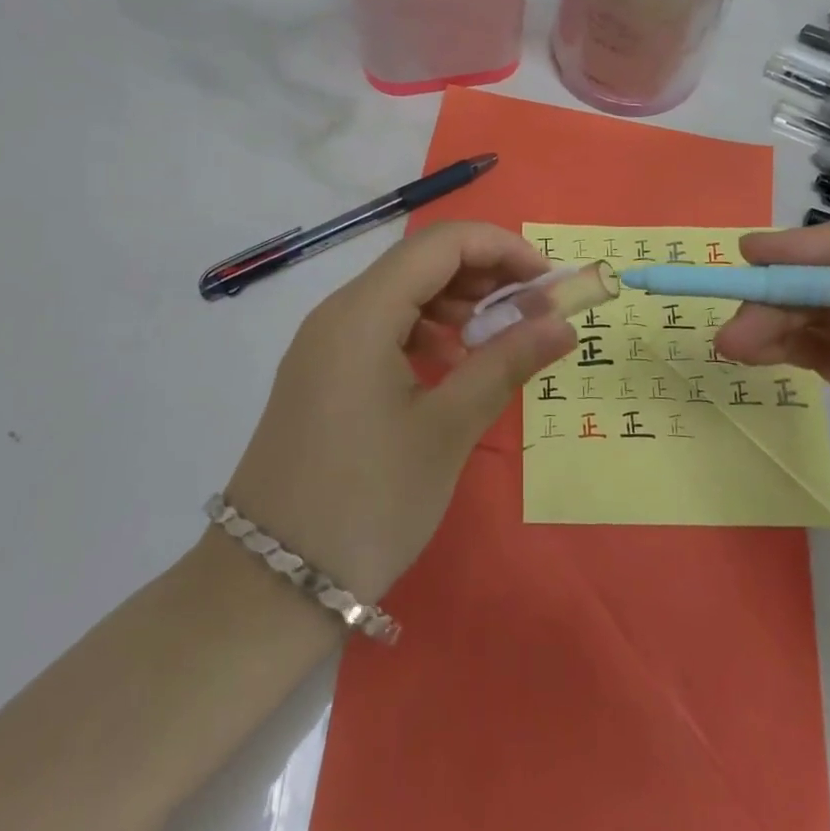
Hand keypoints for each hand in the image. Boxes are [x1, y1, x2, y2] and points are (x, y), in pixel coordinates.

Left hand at [223, 222, 576, 602]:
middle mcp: (338, 312)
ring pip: (400, 293)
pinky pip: (381, 328)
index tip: (547, 281)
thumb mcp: (447, 429)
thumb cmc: (368, 502)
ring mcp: (324, 344)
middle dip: (482, 273)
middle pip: (419, 262)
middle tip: (532, 310)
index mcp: (362, 312)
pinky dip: (425, 331)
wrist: (267, 587)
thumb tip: (562, 322)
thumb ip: (506, 363)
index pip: (441, 243)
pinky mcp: (322, 374)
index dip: (501, 247)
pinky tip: (451, 366)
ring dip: (455, 302)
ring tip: (497, 337)